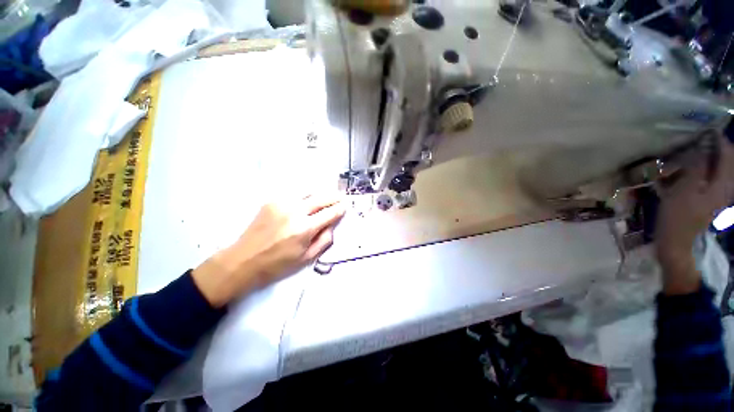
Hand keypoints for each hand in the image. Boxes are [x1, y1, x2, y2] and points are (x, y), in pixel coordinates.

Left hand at [192, 194, 345, 306]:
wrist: (243, 260)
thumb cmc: (277, 264)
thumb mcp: (306, 258)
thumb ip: (324, 240)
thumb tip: (332, 225)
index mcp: (305, 229)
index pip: (329, 213)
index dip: (339, 209)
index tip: (345, 206)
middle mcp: (295, 211)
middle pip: (321, 198)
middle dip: (333, 197)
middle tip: (340, 197)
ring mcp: (282, 203)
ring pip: (308, 191)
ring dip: (320, 194)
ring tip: (325, 198)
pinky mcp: (272, 201)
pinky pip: (294, 194)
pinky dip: (305, 195)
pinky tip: (307, 200)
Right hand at [655, 133, 733, 293]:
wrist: (677, 241)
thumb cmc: (678, 216)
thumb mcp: (685, 189)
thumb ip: (696, 166)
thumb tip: (702, 146)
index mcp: (723, 184)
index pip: (727, 154)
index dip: (718, 140)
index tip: (705, 131)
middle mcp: (726, 187)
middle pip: (728, 161)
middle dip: (717, 149)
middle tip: (700, 141)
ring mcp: (720, 195)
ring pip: (721, 170)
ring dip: (711, 159)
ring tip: (696, 154)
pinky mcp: (712, 200)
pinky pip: (714, 179)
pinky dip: (707, 170)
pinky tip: (695, 171)